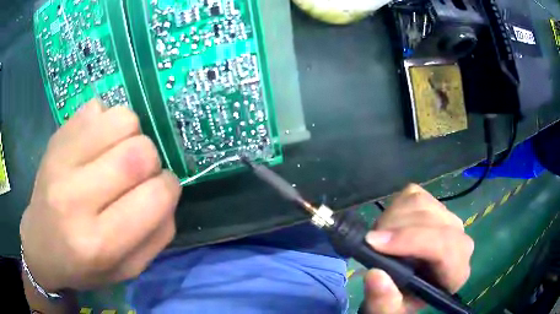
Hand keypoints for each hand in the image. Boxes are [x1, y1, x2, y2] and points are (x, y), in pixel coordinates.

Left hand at [20, 99, 180, 291]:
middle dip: (151, 161)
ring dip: (131, 135)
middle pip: (140, 152)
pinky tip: (96, 145)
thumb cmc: (84, 266)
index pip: (156, 196)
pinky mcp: (55, 137)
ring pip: (123, 120)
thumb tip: (167, 191)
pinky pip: (98, 108)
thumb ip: (158, 235)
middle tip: (135, 176)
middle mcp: (75, 198)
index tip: (159, 191)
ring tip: (116, 155)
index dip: (168, 188)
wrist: (41, 244)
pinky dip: (106, 123)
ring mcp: (60, 159)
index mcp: (99, 242)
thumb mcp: (128, 269)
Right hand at [363, 184, 473, 313]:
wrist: (407, 287)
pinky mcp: (436, 204)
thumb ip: (384, 302)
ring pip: (420, 203)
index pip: (444, 246)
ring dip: (391, 219)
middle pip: (430, 220)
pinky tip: (390, 227)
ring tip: (380, 240)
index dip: (410, 241)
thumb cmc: (401, 300)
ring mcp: (449, 218)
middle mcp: (460, 241)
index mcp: (456, 272)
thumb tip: (375, 274)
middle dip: (394, 229)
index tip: (373, 244)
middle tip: (370, 244)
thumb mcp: (388, 311)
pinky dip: (394, 207)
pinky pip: (413, 194)